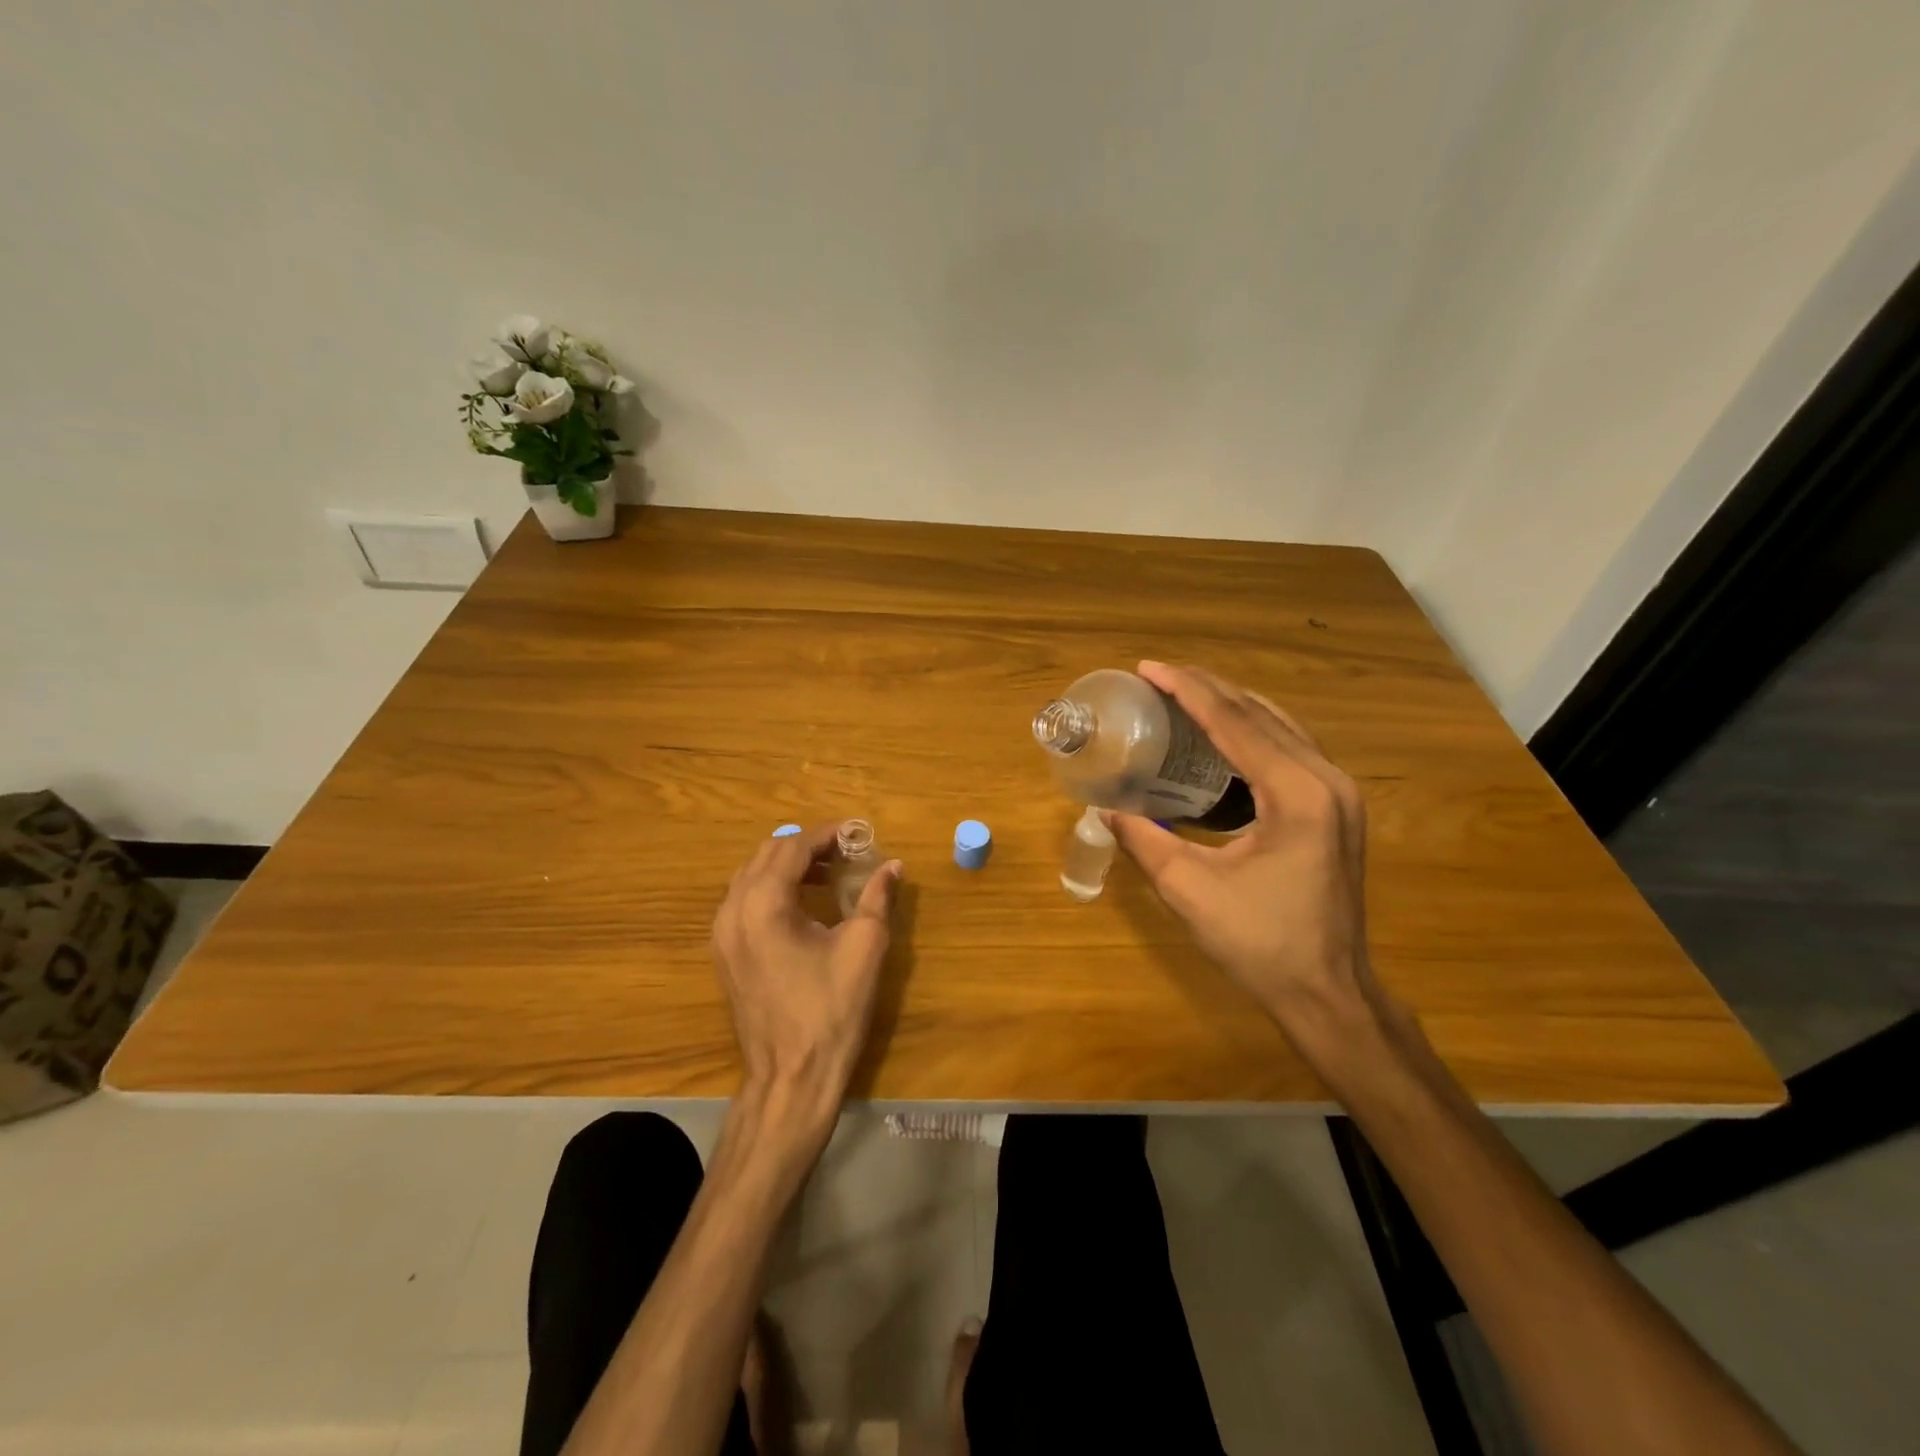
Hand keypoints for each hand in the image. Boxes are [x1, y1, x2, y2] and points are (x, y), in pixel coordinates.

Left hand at [711, 823, 901, 1145]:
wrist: (791, 1077)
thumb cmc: (831, 1011)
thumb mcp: (864, 948)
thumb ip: (878, 898)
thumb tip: (893, 865)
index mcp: (763, 904)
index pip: (793, 848)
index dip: (827, 835)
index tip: (857, 833)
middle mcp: (732, 911)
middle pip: (766, 854)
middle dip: (807, 846)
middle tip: (846, 852)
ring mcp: (721, 934)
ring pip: (751, 875)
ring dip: (787, 865)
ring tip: (829, 874)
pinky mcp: (724, 953)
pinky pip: (743, 900)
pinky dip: (772, 888)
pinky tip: (803, 903)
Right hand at [1109, 661, 1377, 1041]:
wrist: (1329, 992)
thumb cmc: (1260, 944)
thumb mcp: (1189, 889)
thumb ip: (1144, 840)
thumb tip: (1105, 807)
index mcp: (1296, 794)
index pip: (1234, 723)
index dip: (1187, 690)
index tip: (1148, 668)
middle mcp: (1325, 780)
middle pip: (1261, 714)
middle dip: (1207, 688)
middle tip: (1159, 675)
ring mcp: (1338, 793)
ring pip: (1280, 726)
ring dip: (1231, 705)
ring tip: (1184, 693)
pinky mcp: (1336, 807)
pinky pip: (1290, 748)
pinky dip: (1252, 730)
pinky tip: (1221, 733)